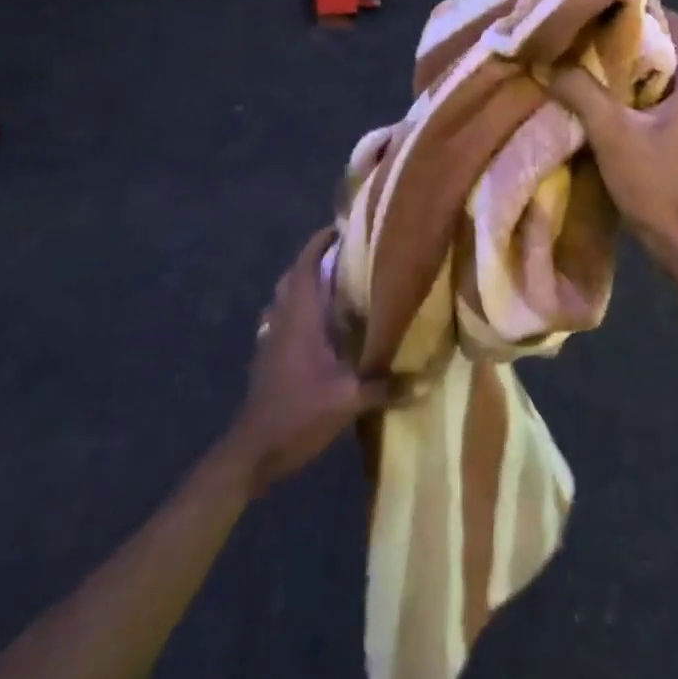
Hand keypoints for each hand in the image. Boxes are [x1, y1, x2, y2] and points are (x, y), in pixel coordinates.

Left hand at [227, 229, 394, 494]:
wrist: (252, 451)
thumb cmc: (298, 412)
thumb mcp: (347, 400)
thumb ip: (385, 386)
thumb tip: (425, 380)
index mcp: (300, 315)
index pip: (306, 264)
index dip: (320, 242)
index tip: (341, 227)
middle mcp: (283, 317)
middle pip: (295, 275)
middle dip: (316, 259)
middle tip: (347, 254)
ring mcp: (271, 336)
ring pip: (287, 296)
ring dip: (307, 283)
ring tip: (337, 284)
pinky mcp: (268, 356)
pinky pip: (284, 317)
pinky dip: (301, 309)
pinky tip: (321, 326)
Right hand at [549, 11, 677, 302]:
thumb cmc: (659, 188)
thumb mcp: (612, 135)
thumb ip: (580, 92)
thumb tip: (548, 61)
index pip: (676, 24)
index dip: (641, 9)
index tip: (602, 6)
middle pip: (672, 50)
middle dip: (632, 42)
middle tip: (588, 37)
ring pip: (672, 79)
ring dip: (638, 72)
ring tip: (595, 68)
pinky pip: (674, 104)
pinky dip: (647, 97)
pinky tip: (616, 106)